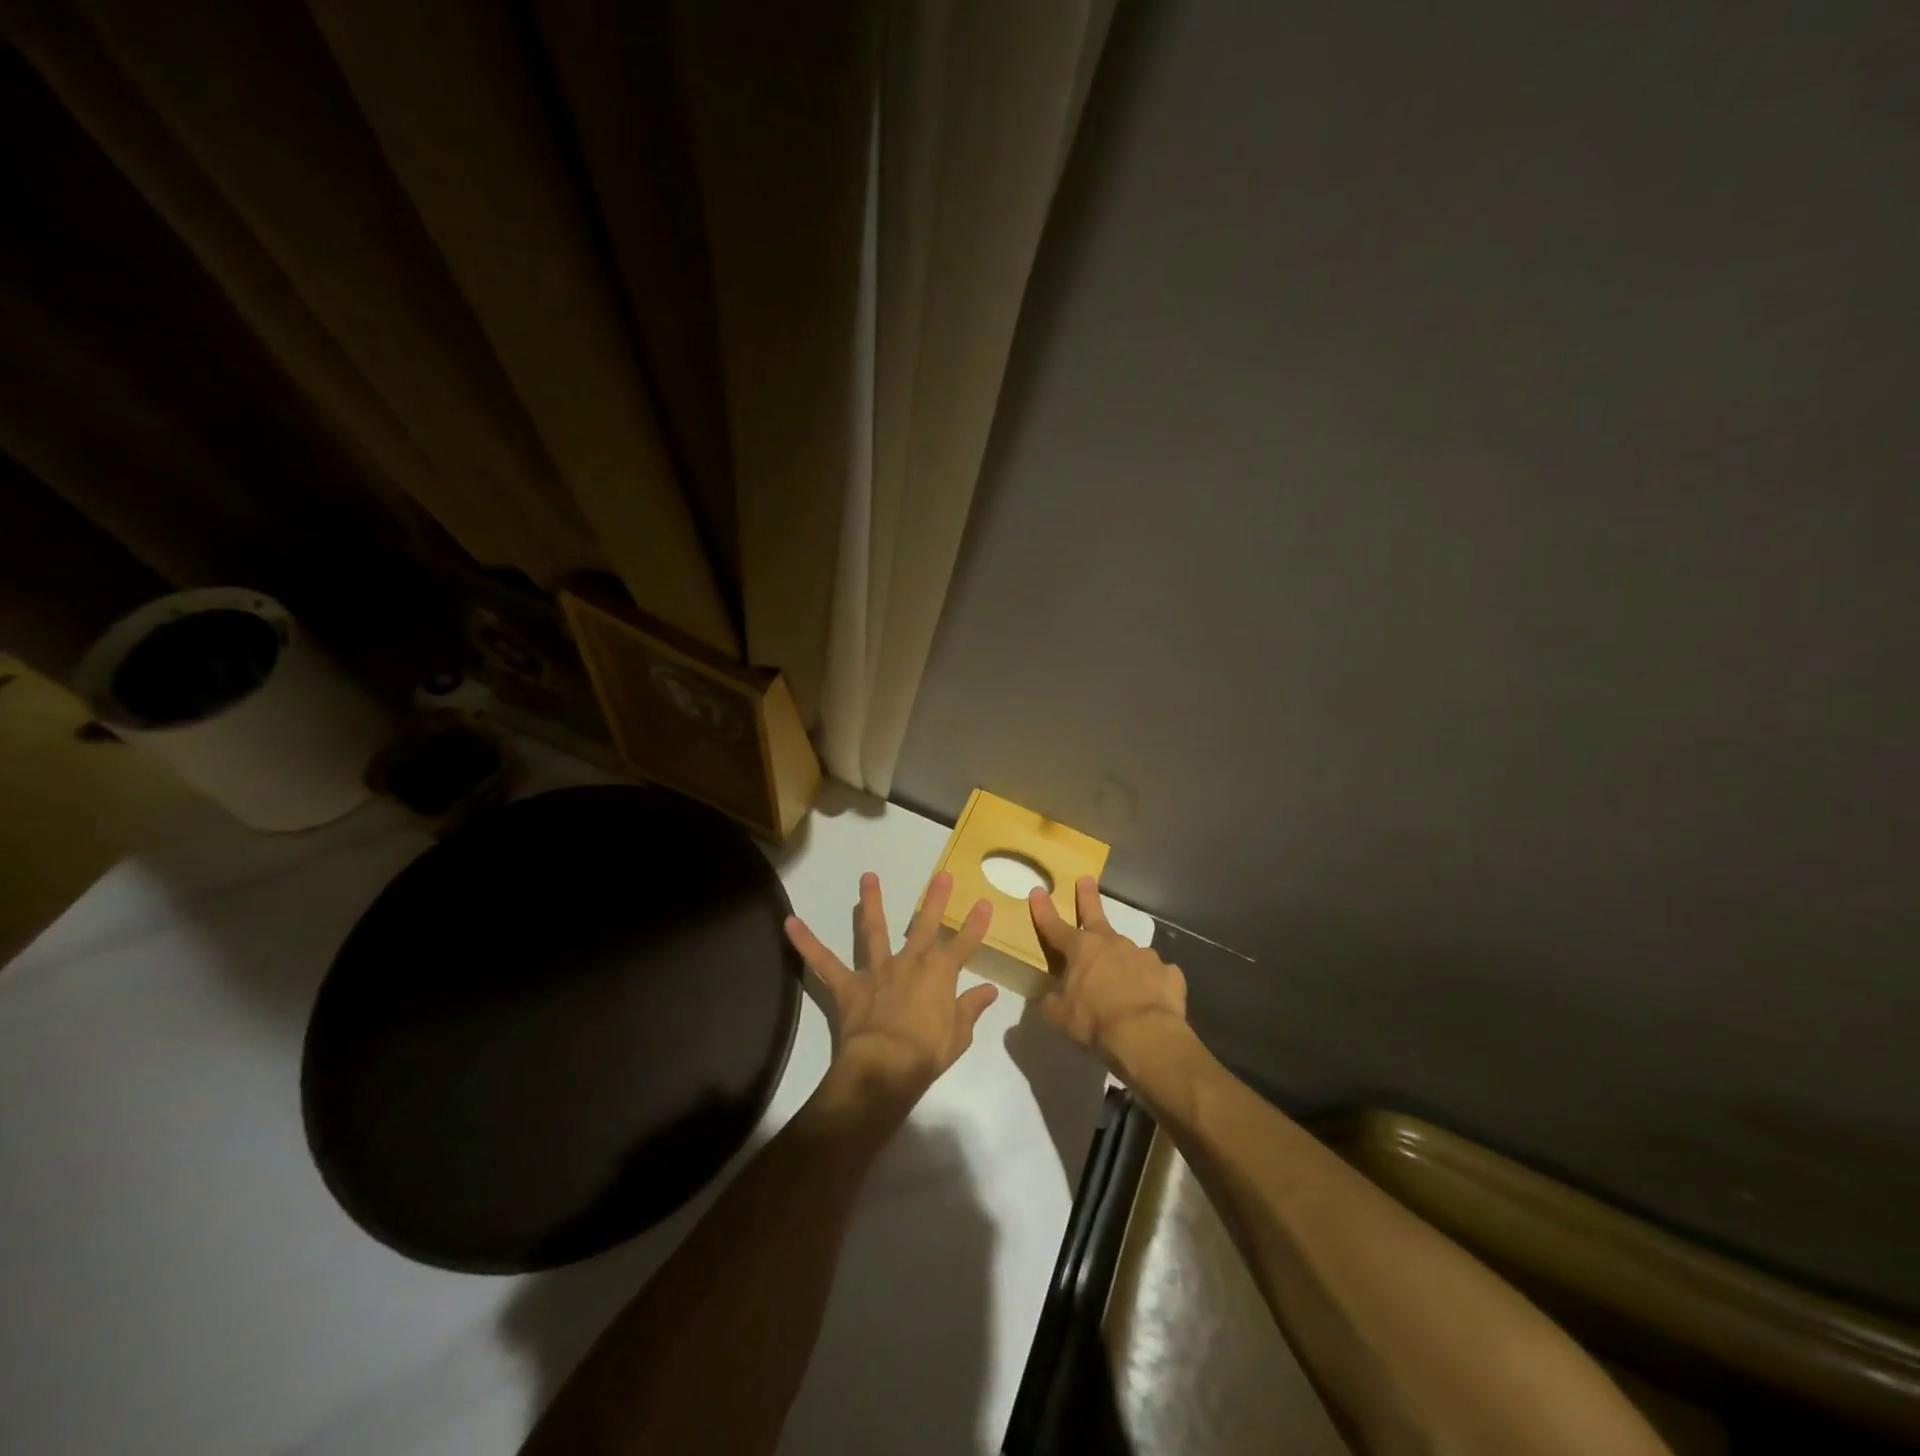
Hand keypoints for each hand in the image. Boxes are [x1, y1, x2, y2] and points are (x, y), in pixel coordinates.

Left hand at [785, 872, 999, 1114]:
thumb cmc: (927, 1053)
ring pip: (874, 930)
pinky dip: (806, 943)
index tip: (985, 903)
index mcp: (940, 973)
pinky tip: (789, 923)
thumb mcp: (959, 1035)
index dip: (976, 924)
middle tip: (942, 875)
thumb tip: (989, 991)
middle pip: (925, 925)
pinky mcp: (849, 985)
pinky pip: (824, 961)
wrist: (885, 1066)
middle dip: (935, 900)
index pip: (964, 944)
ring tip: (868, 876)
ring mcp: (877, 970)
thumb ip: (971, 1008)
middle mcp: (910, 962)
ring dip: (871, 902)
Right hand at [1029, 877, 1189, 1075]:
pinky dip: (1151, 981)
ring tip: (1123, 979)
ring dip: (1122, 958)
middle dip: (1088, 897)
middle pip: (1095, 915)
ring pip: (1128, 951)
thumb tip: (1050, 996)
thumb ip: (1051, 1000)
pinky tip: (1151, 995)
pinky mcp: (1168, 973)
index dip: (1043, 910)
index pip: (1054, 926)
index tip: (1038, 890)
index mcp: (1081, 949)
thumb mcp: (1058, 1015)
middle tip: (1086, 879)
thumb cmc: (1094, 1021)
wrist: (1145, 1034)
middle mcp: (1111, 943)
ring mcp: (1143, 955)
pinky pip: (1156, 974)